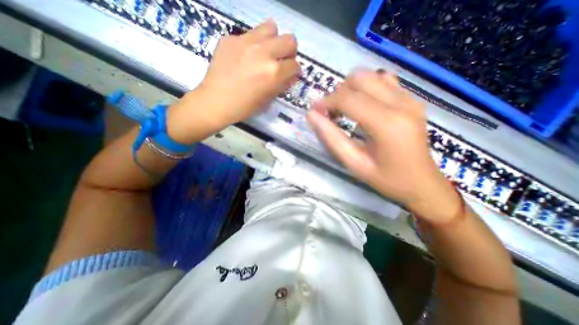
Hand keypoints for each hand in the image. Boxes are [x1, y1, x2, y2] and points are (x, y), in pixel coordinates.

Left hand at [168, 18, 300, 142]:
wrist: (216, 101)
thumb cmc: (244, 106)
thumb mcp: (268, 98)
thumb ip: (282, 84)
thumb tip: (290, 75)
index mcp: (273, 72)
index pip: (295, 65)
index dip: (294, 71)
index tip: (290, 74)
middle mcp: (263, 52)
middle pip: (289, 40)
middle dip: (289, 52)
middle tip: (281, 61)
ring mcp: (245, 41)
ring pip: (271, 27)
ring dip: (273, 41)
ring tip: (265, 52)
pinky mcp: (231, 38)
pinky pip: (249, 34)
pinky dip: (252, 44)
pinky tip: (244, 56)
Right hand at [307, 70, 462, 223]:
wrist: (423, 183)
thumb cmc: (386, 179)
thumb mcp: (354, 163)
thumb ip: (331, 138)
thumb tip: (311, 115)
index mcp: (387, 124)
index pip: (348, 98)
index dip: (326, 101)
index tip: (314, 111)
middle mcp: (401, 103)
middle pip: (359, 79)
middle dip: (338, 93)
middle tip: (330, 113)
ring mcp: (409, 98)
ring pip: (371, 76)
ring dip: (351, 89)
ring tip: (344, 110)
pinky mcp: (412, 99)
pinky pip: (383, 81)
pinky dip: (365, 89)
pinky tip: (363, 107)